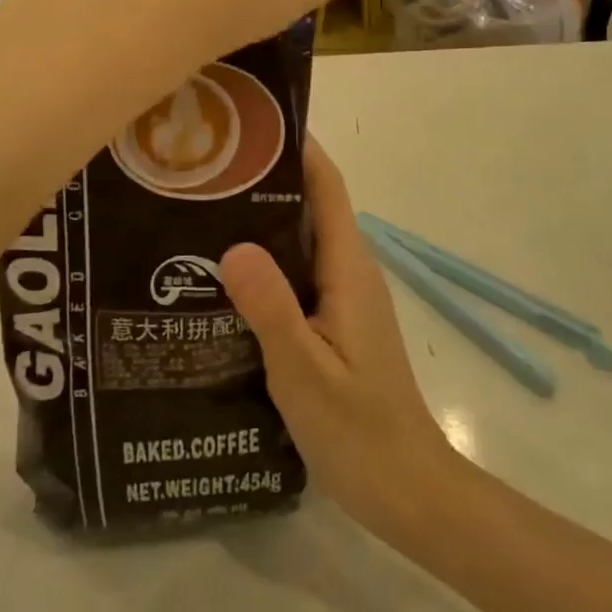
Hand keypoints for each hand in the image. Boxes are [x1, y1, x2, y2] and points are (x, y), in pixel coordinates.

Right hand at [221, 136, 463, 538]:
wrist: (408, 490)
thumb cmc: (359, 430)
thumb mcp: (305, 372)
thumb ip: (271, 308)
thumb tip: (232, 244)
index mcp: (348, 266)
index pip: (326, 184)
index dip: (296, 145)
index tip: (250, 122)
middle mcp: (349, 268)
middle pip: (311, 202)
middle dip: (266, 176)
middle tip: (206, 165)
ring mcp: (344, 294)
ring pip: (302, 236)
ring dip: (263, 216)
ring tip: (203, 207)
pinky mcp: (335, 319)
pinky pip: (299, 268)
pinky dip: (267, 256)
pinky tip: (225, 272)